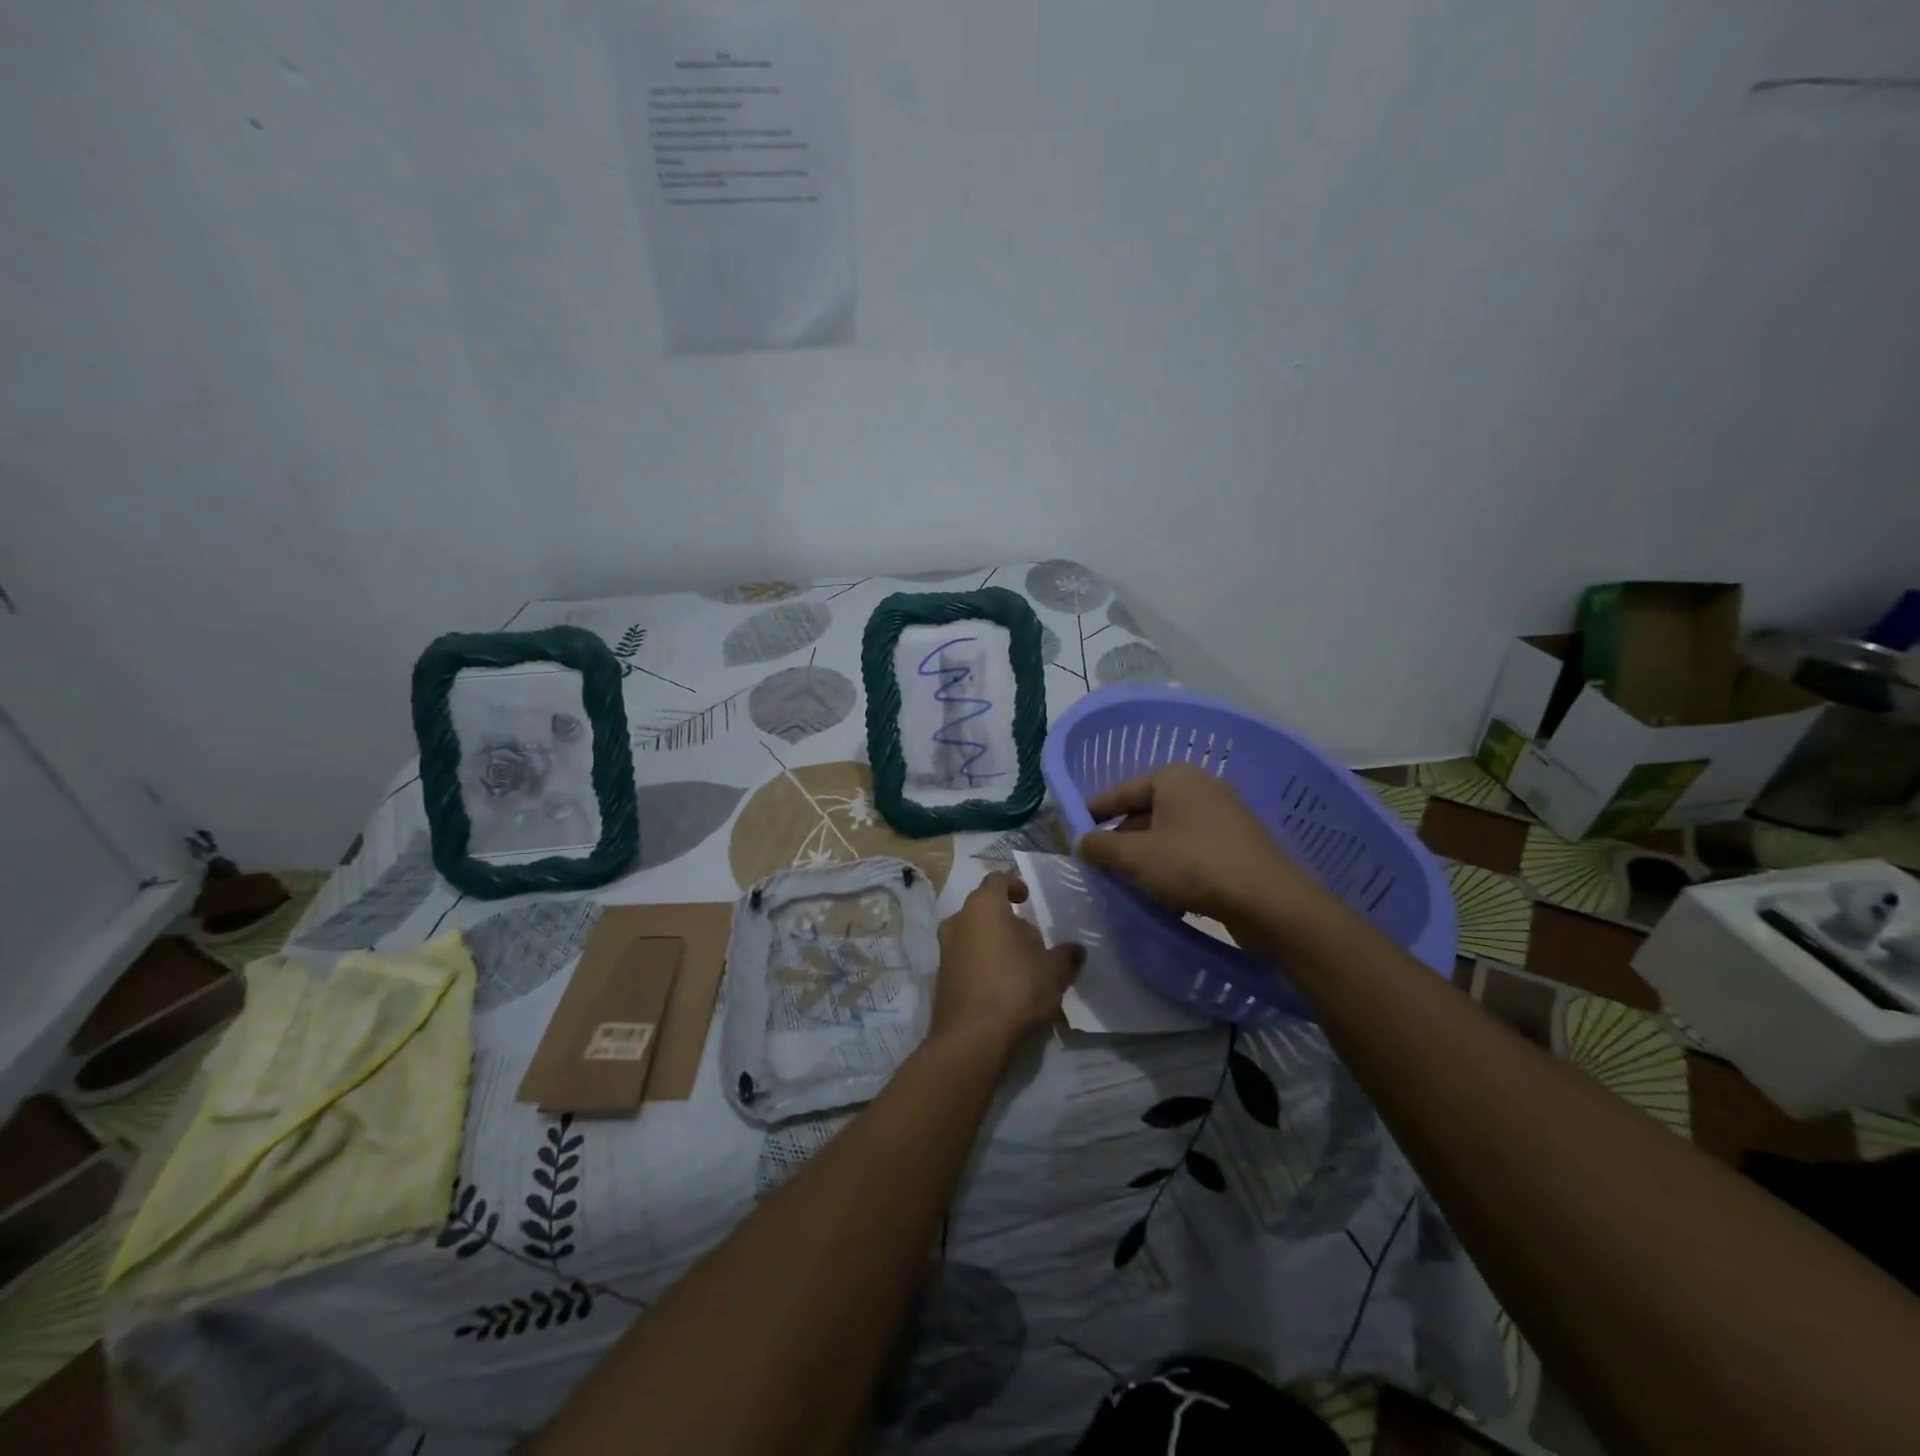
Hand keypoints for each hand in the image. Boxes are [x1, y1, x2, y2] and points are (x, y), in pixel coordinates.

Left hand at [932, 872, 1082, 1057]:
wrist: (971, 1039)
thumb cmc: (1015, 989)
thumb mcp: (1054, 971)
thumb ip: (1066, 955)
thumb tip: (1076, 949)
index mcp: (983, 907)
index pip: (996, 880)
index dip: (1013, 883)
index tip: (1028, 897)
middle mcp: (958, 920)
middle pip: (982, 907)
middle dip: (1005, 917)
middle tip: (1030, 936)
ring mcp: (945, 949)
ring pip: (972, 933)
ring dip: (993, 941)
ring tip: (1018, 962)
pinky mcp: (941, 977)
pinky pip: (965, 958)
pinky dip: (982, 962)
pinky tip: (1002, 984)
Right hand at [1076, 763, 1335, 933]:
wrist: (1268, 901)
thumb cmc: (1193, 865)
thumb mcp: (1135, 857)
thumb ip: (1100, 846)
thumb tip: (1080, 841)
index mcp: (1174, 778)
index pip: (1122, 791)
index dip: (1094, 812)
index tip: (1074, 831)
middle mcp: (1201, 787)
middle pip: (1146, 812)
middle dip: (1122, 838)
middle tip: (1099, 863)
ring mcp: (1224, 815)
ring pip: (1169, 833)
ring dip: (1147, 856)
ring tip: (1127, 882)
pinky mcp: (1239, 844)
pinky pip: (1193, 849)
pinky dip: (1173, 865)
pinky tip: (1164, 893)